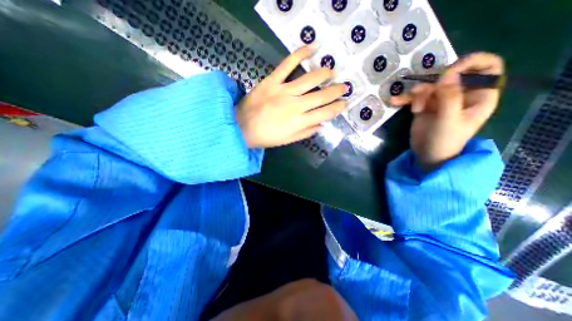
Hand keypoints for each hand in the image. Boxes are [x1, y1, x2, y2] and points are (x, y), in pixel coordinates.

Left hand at [238, 44, 347, 147]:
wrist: (242, 127)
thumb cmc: (266, 136)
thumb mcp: (288, 140)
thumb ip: (306, 132)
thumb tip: (322, 125)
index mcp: (299, 122)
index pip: (325, 113)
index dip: (337, 108)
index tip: (344, 103)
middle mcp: (295, 105)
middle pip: (321, 96)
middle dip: (336, 91)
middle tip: (344, 87)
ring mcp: (284, 91)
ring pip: (310, 79)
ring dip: (324, 74)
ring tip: (331, 71)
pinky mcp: (272, 80)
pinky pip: (287, 64)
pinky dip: (300, 53)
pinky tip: (312, 47)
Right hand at [392, 53, 501, 170]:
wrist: (427, 155)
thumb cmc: (445, 140)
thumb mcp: (449, 120)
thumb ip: (450, 97)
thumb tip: (447, 74)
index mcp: (479, 95)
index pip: (487, 67)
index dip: (471, 63)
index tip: (450, 72)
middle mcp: (461, 94)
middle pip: (450, 76)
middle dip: (434, 84)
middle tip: (423, 94)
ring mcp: (440, 100)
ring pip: (429, 86)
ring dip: (417, 95)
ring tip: (414, 109)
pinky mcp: (424, 106)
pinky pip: (414, 97)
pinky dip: (404, 99)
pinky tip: (394, 101)